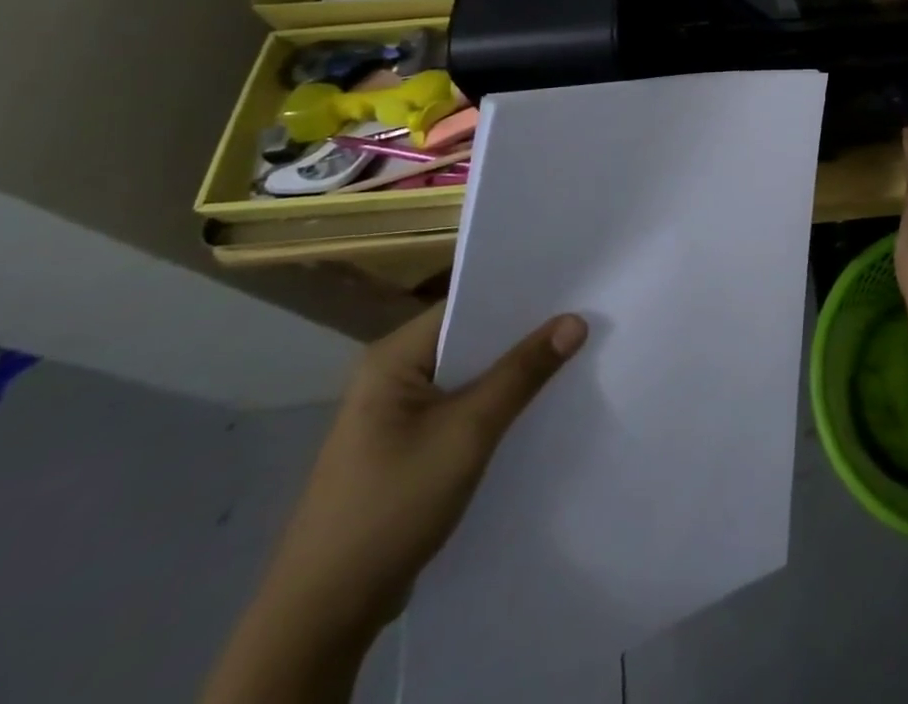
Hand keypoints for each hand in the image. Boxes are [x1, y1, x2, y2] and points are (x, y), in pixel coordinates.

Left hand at [260, 303, 586, 634]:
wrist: (323, 617)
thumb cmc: (392, 506)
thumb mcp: (468, 432)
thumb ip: (522, 373)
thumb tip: (576, 320)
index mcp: (392, 359)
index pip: (466, 306)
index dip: (519, 296)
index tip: (572, 289)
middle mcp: (390, 377)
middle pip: (469, 340)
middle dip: (522, 336)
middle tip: (583, 319)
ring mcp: (395, 416)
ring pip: (467, 377)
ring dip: (510, 373)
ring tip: (572, 356)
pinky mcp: (405, 449)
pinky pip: (460, 409)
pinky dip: (493, 405)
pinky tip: (534, 408)